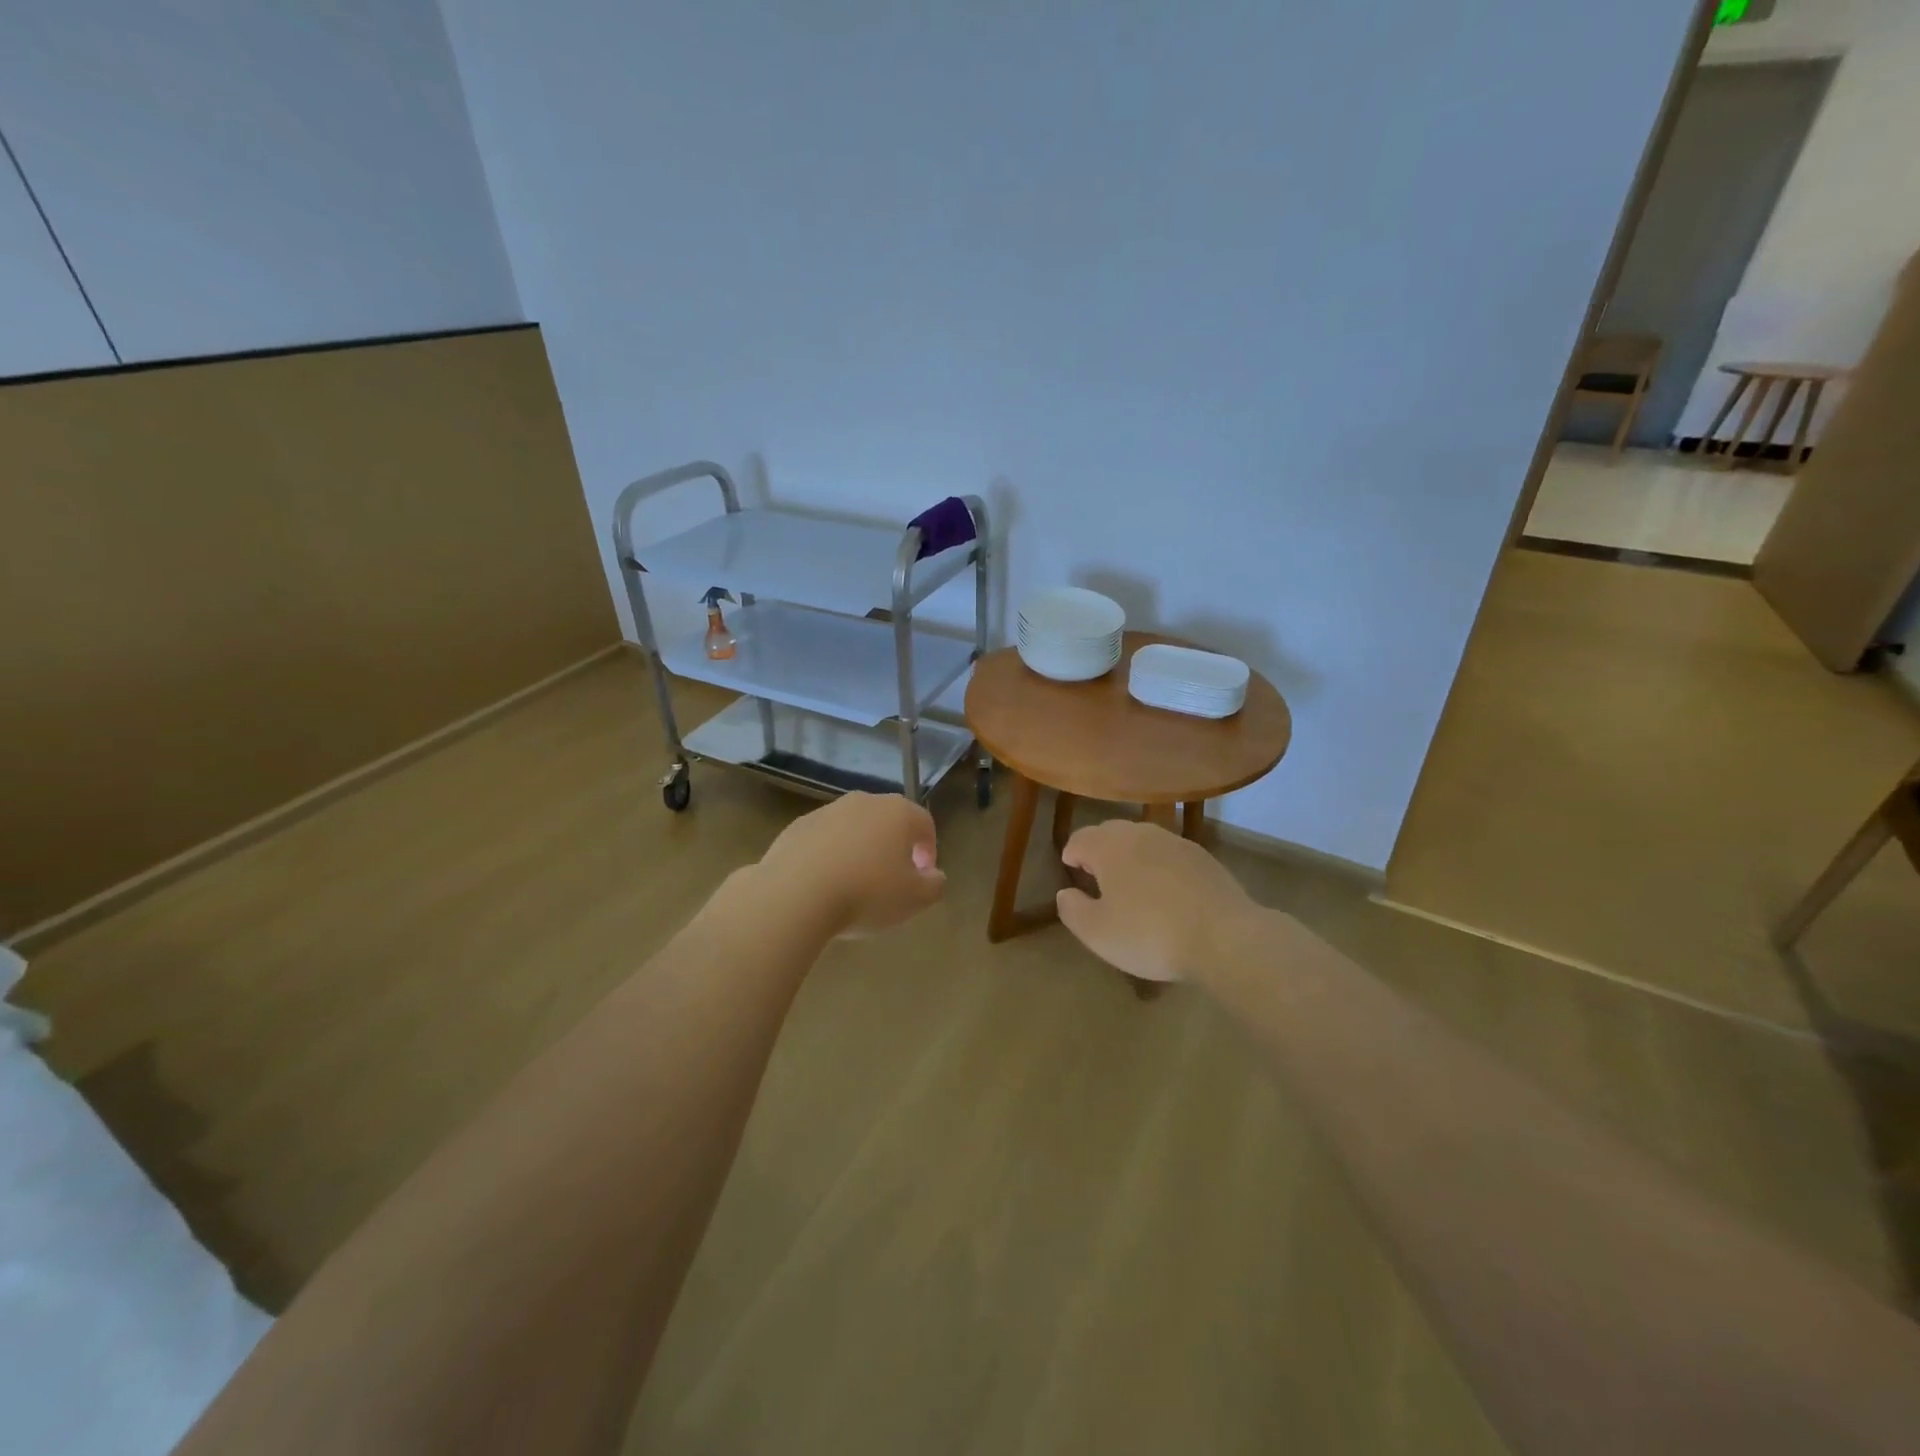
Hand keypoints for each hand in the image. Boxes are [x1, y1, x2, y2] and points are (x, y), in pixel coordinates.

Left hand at [755, 793, 945, 937]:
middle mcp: (864, 802)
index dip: (929, 850)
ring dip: (860, 850)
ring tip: (855, 885)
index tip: (923, 876)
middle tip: (892, 880)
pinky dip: (830, 856)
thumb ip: (934, 885)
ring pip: (854, 829)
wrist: (795, 894)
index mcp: (898, 812)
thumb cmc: (866, 893)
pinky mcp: (797, 826)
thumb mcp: (915, 899)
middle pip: (888, 821)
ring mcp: (827, 811)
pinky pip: (824, 840)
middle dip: (893, 847)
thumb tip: (933, 875)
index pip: (924, 823)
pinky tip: (824, 885)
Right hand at [1055, 818, 1257, 982]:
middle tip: (1097, 876)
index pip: (1080, 839)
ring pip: (1142, 841)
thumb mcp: (1097, 933)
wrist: (1224, 937)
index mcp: (1109, 847)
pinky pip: (1169, 855)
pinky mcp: (1203, 858)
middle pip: (1111, 833)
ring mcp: (1176, 843)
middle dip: (1099, 850)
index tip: (1070, 869)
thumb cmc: (1150, 934)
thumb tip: (1065, 893)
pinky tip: (1166, 892)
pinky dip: (1159, 866)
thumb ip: (1072, 910)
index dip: (1071, 854)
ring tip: (1131, 884)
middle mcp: (1141, 834)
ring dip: (1131, 856)